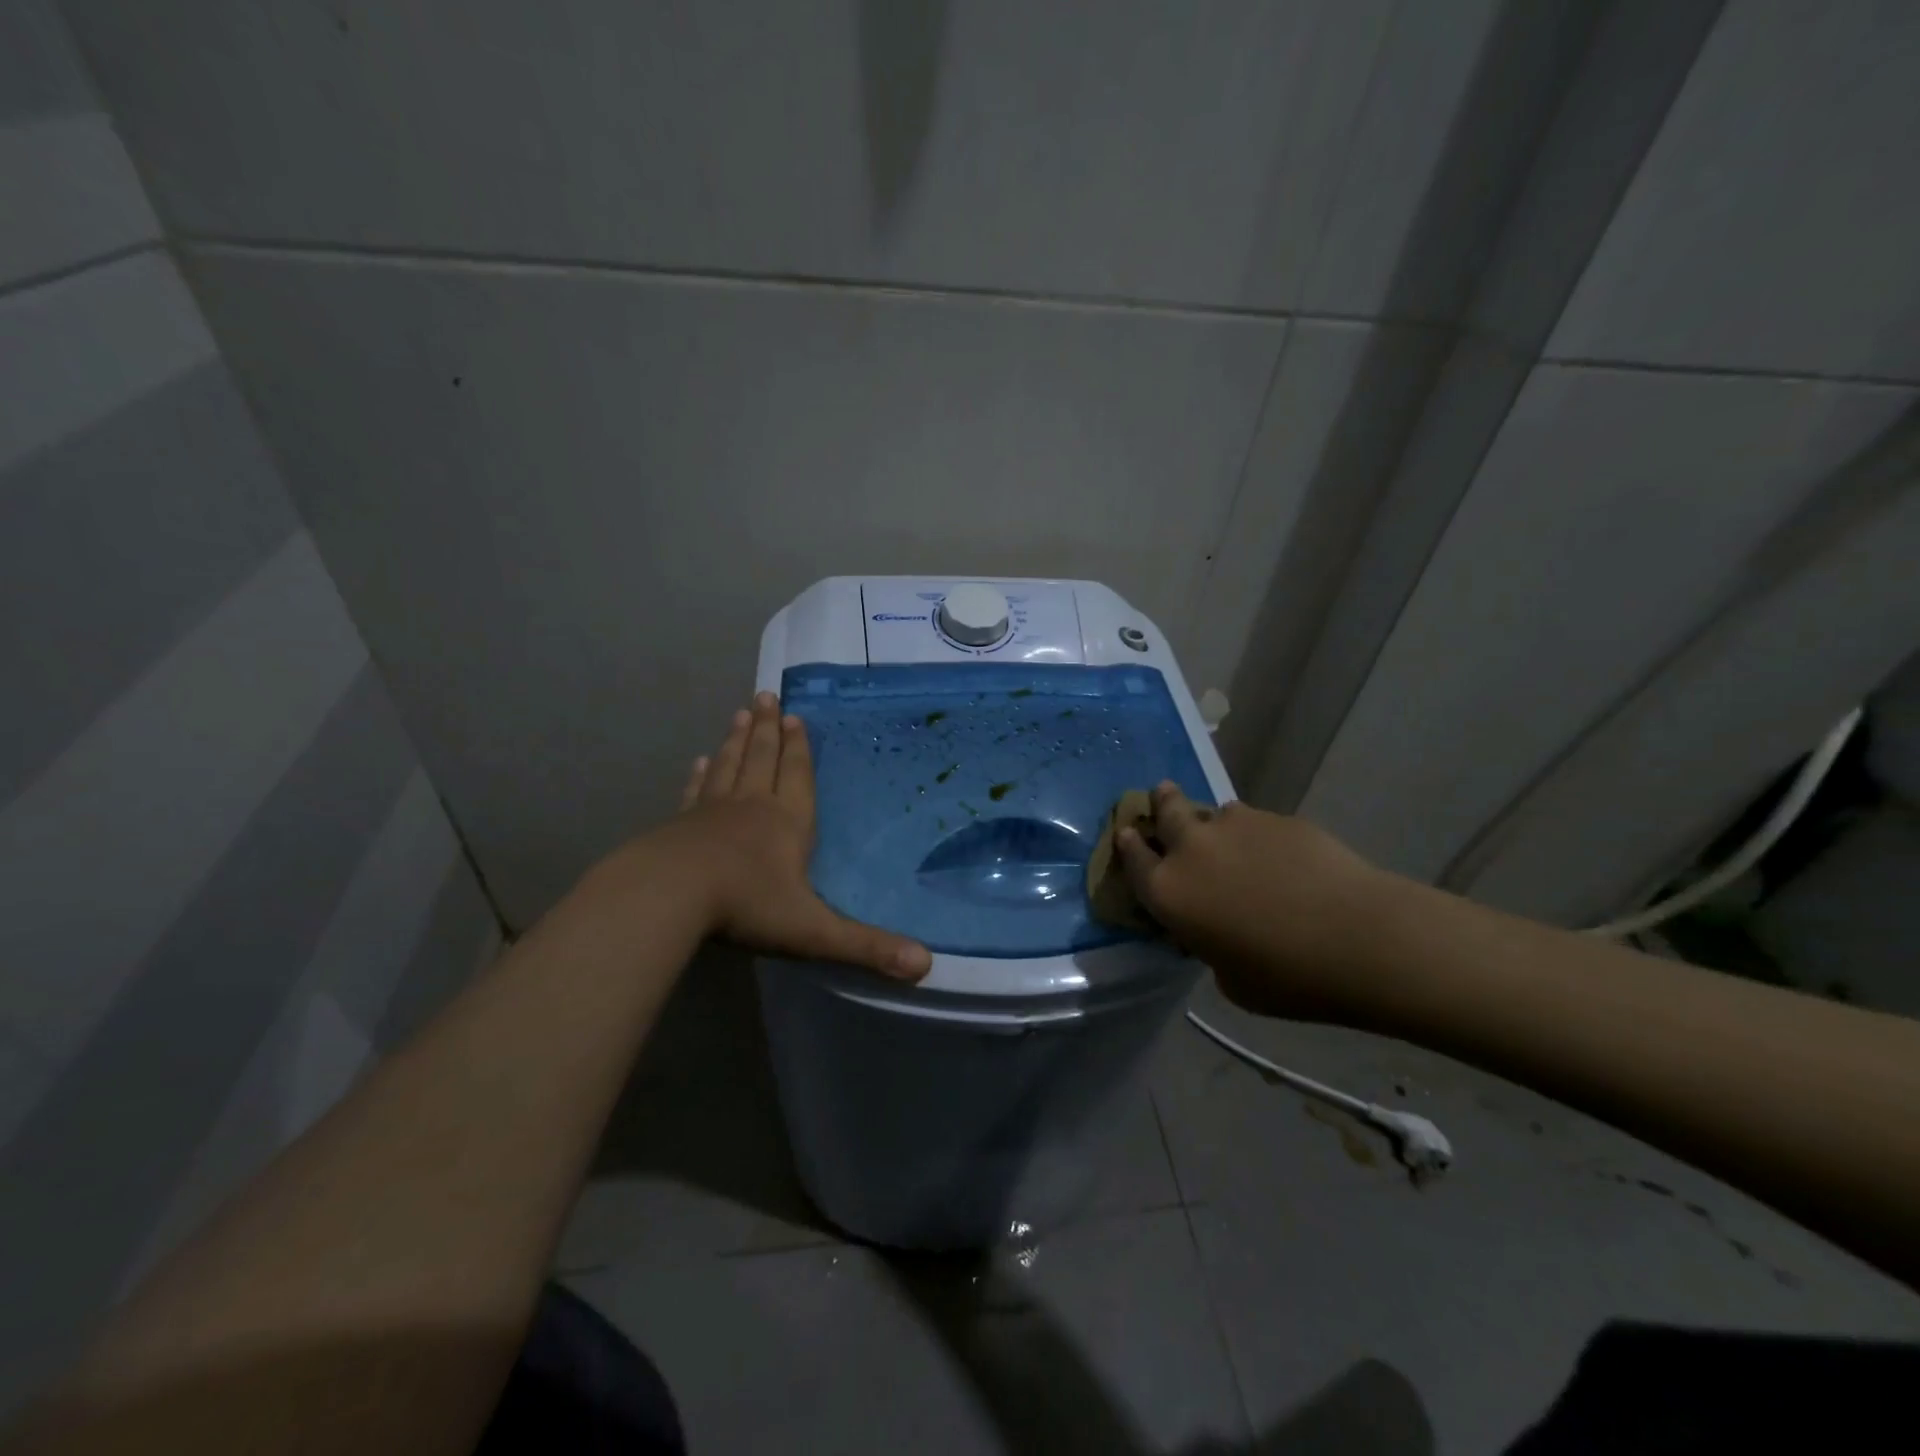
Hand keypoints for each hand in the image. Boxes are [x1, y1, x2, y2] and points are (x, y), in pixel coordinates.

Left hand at [664, 693, 931, 980]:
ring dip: (736, 739)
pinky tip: (698, 762)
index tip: (795, 716)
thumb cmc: (746, 906)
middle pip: (761, 758)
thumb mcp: (814, 931)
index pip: (797, 776)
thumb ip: (867, 947)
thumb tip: (926, 966)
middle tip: (766, 696)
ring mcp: (710, 813)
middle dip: (767, 729)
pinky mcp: (679, 826)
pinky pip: (695, 792)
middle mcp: (751, 807)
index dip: (799, 748)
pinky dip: (699, 775)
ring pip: (728, 766)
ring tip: (740, 713)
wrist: (668, 897)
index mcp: (787, 823)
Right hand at [1115, 782, 1391, 1018]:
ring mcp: (1236, 826)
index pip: (1133, 859)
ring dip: (1216, 823)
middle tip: (1162, 794)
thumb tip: (1216, 929)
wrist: (1358, 938)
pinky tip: (1283, 858)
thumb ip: (1208, 944)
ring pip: (1215, 812)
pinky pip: (1256, 822)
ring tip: (1234, 840)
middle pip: (1165, 810)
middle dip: (1161, 802)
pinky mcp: (1278, 818)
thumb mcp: (1229, 978)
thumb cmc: (1286, 977)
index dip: (1129, 845)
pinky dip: (1258, 835)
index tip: (1128, 834)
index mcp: (1169, 891)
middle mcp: (1192, 849)